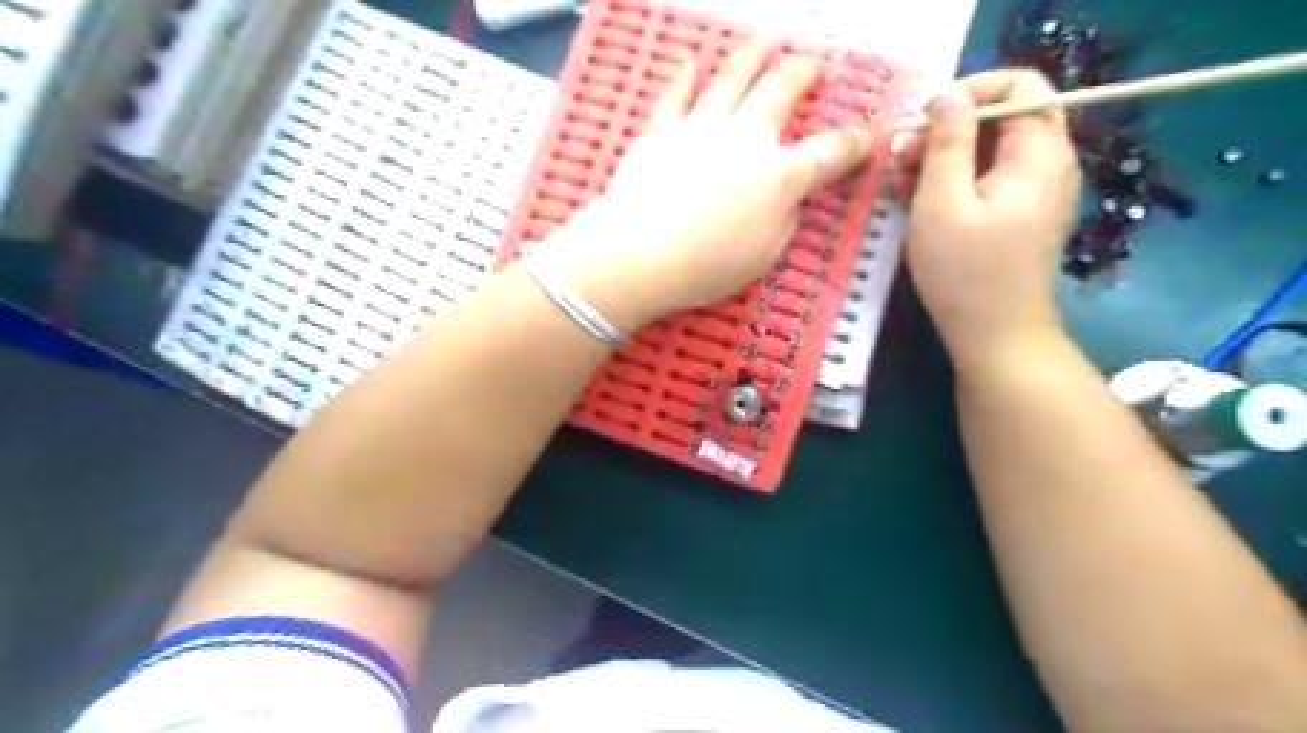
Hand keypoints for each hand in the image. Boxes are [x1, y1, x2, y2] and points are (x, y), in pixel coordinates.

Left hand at [543, 40, 876, 330]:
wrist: (636, 255)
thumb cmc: (705, 266)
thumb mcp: (763, 256)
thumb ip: (783, 219)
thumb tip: (785, 196)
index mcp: (779, 176)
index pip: (830, 152)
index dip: (856, 142)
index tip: (871, 133)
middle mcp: (745, 138)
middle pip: (781, 90)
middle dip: (804, 72)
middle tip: (814, 64)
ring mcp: (700, 127)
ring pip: (732, 77)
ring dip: (753, 54)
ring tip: (766, 40)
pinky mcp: (661, 130)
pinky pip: (676, 94)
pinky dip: (685, 75)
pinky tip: (691, 61)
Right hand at [899, 68, 1081, 370]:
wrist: (996, 336)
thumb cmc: (964, 272)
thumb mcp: (941, 202)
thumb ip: (945, 141)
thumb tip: (944, 92)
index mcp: (1038, 152)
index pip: (1018, 84)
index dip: (968, 90)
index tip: (921, 122)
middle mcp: (1049, 162)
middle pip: (1002, 115)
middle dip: (948, 128)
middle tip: (903, 160)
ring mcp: (1037, 189)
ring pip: (992, 147)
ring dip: (945, 156)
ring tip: (904, 187)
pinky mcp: (1023, 213)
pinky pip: (991, 176)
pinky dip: (956, 179)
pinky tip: (923, 204)